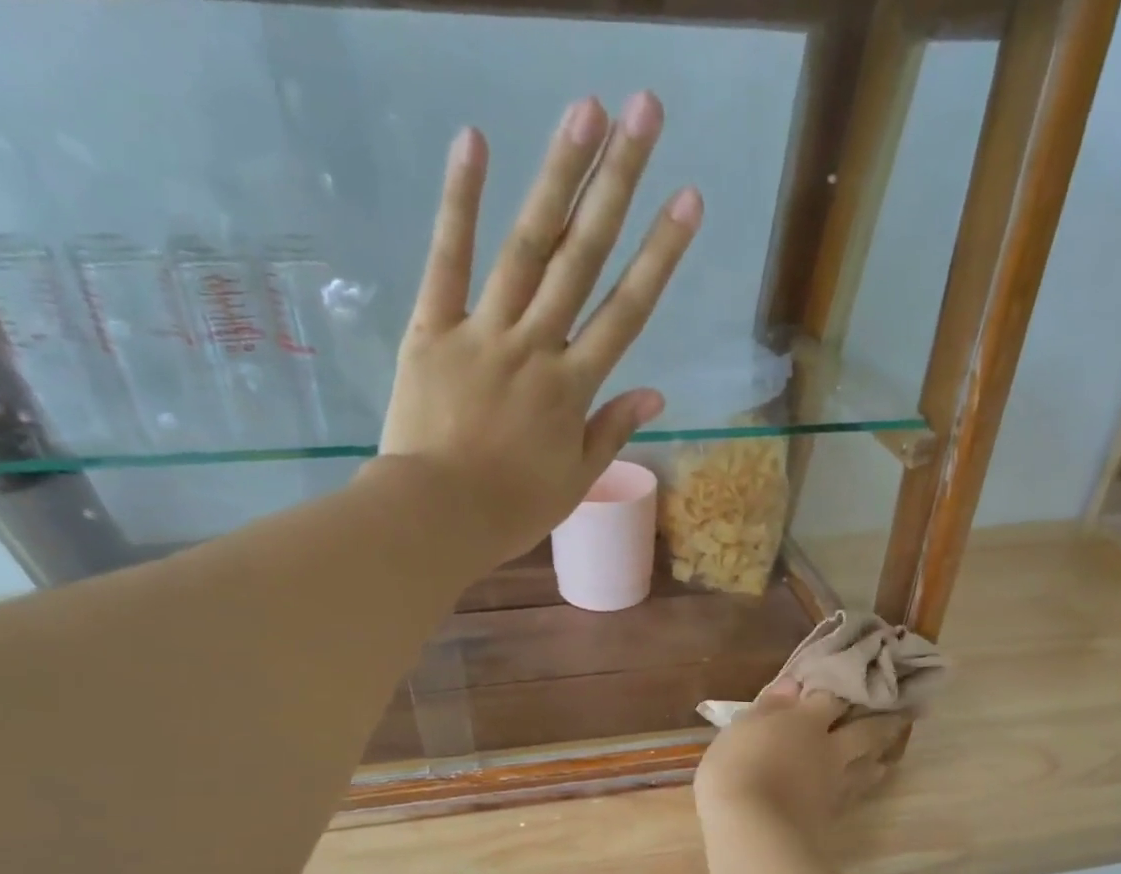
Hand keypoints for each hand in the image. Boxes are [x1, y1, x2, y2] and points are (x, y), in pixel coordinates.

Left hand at [381, 93, 702, 561]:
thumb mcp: (573, 481)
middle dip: (618, 183)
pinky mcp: (432, 330)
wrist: (436, 517)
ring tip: (586, 109)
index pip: (626, 312)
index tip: (689, 198)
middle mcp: (535, 347)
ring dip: (558, 176)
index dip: (660, 254)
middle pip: (583, 258)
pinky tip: (475, 141)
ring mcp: (482, 332)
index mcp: (572, 389)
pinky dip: (459, 202)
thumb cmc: (510, 510)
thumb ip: (611, 431)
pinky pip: (446, 261)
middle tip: (646, 112)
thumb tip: (655, 393)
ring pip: (527, 247)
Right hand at [694, 680, 907, 842]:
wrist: (751, 828)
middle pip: (866, 732)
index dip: (840, 690)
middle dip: (883, 723)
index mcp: (806, 722)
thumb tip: (792, 686)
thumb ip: (768, 707)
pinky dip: (861, 788)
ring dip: (879, 758)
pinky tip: (859, 788)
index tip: (851, 684)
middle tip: (902, 717)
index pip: (831, 698)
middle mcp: (830, 749)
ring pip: (868, 767)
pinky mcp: (832, 815)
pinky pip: (855, 795)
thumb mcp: (741, 729)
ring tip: (885, 757)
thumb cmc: (735, 768)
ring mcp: (835, 784)